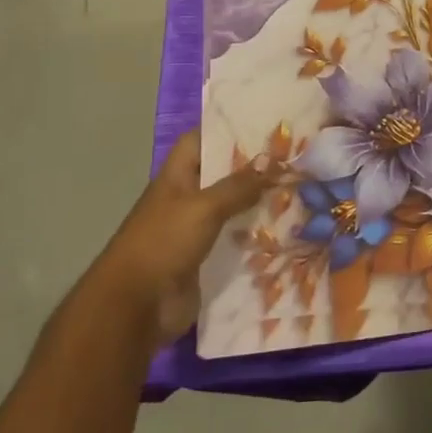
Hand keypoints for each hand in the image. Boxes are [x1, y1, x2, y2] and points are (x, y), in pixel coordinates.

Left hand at [94, 132, 275, 339]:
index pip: (199, 140)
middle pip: (220, 174)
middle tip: (291, 157)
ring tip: (295, 189)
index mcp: (176, 177)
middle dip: (251, 167)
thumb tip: (272, 163)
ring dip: (256, 202)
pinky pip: (232, 239)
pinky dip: (253, 234)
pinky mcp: (203, 259)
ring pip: (230, 207)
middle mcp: (185, 199)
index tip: (262, 125)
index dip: (225, 130)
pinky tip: (283, 228)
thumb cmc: (164, 243)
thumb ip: (238, 186)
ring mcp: (193, 230)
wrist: (136, 308)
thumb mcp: (204, 207)